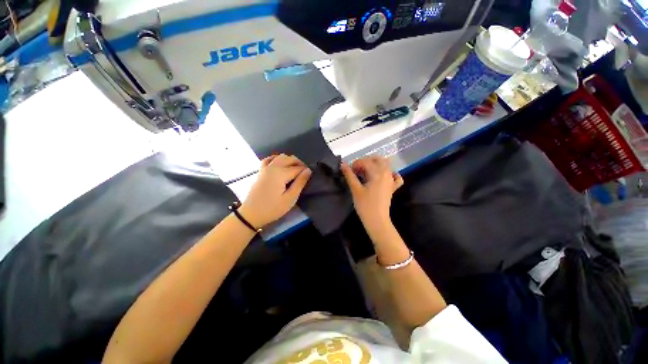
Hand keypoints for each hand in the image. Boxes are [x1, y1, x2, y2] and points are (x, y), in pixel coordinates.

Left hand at [239, 154, 311, 227]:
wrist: (251, 214)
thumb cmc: (272, 209)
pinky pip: (269, 159)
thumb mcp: (290, 199)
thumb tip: (308, 170)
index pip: (298, 168)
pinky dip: (277, 159)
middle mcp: (273, 167)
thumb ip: (300, 183)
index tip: (310, 178)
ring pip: (281, 157)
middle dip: (299, 164)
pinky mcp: (261, 171)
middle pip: (290, 159)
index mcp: (281, 173)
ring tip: (294, 170)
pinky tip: (280, 165)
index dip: (306, 171)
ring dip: (290, 160)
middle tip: (304, 175)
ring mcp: (266, 168)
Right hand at [341, 156, 403, 236]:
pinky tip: (383, 176)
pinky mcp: (393, 187)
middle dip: (366, 161)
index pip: (366, 161)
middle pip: (378, 159)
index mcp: (378, 173)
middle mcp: (387, 173)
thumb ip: (349, 175)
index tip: (349, 171)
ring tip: (365, 172)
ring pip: (386, 165)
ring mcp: (391, 180)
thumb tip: (342, 164)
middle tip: (357, 169)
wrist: (377, 220)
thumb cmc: (365, 205)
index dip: (356, 164)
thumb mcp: (355, 189)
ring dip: (375, 165)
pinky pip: (395, 176)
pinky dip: (390, 173)